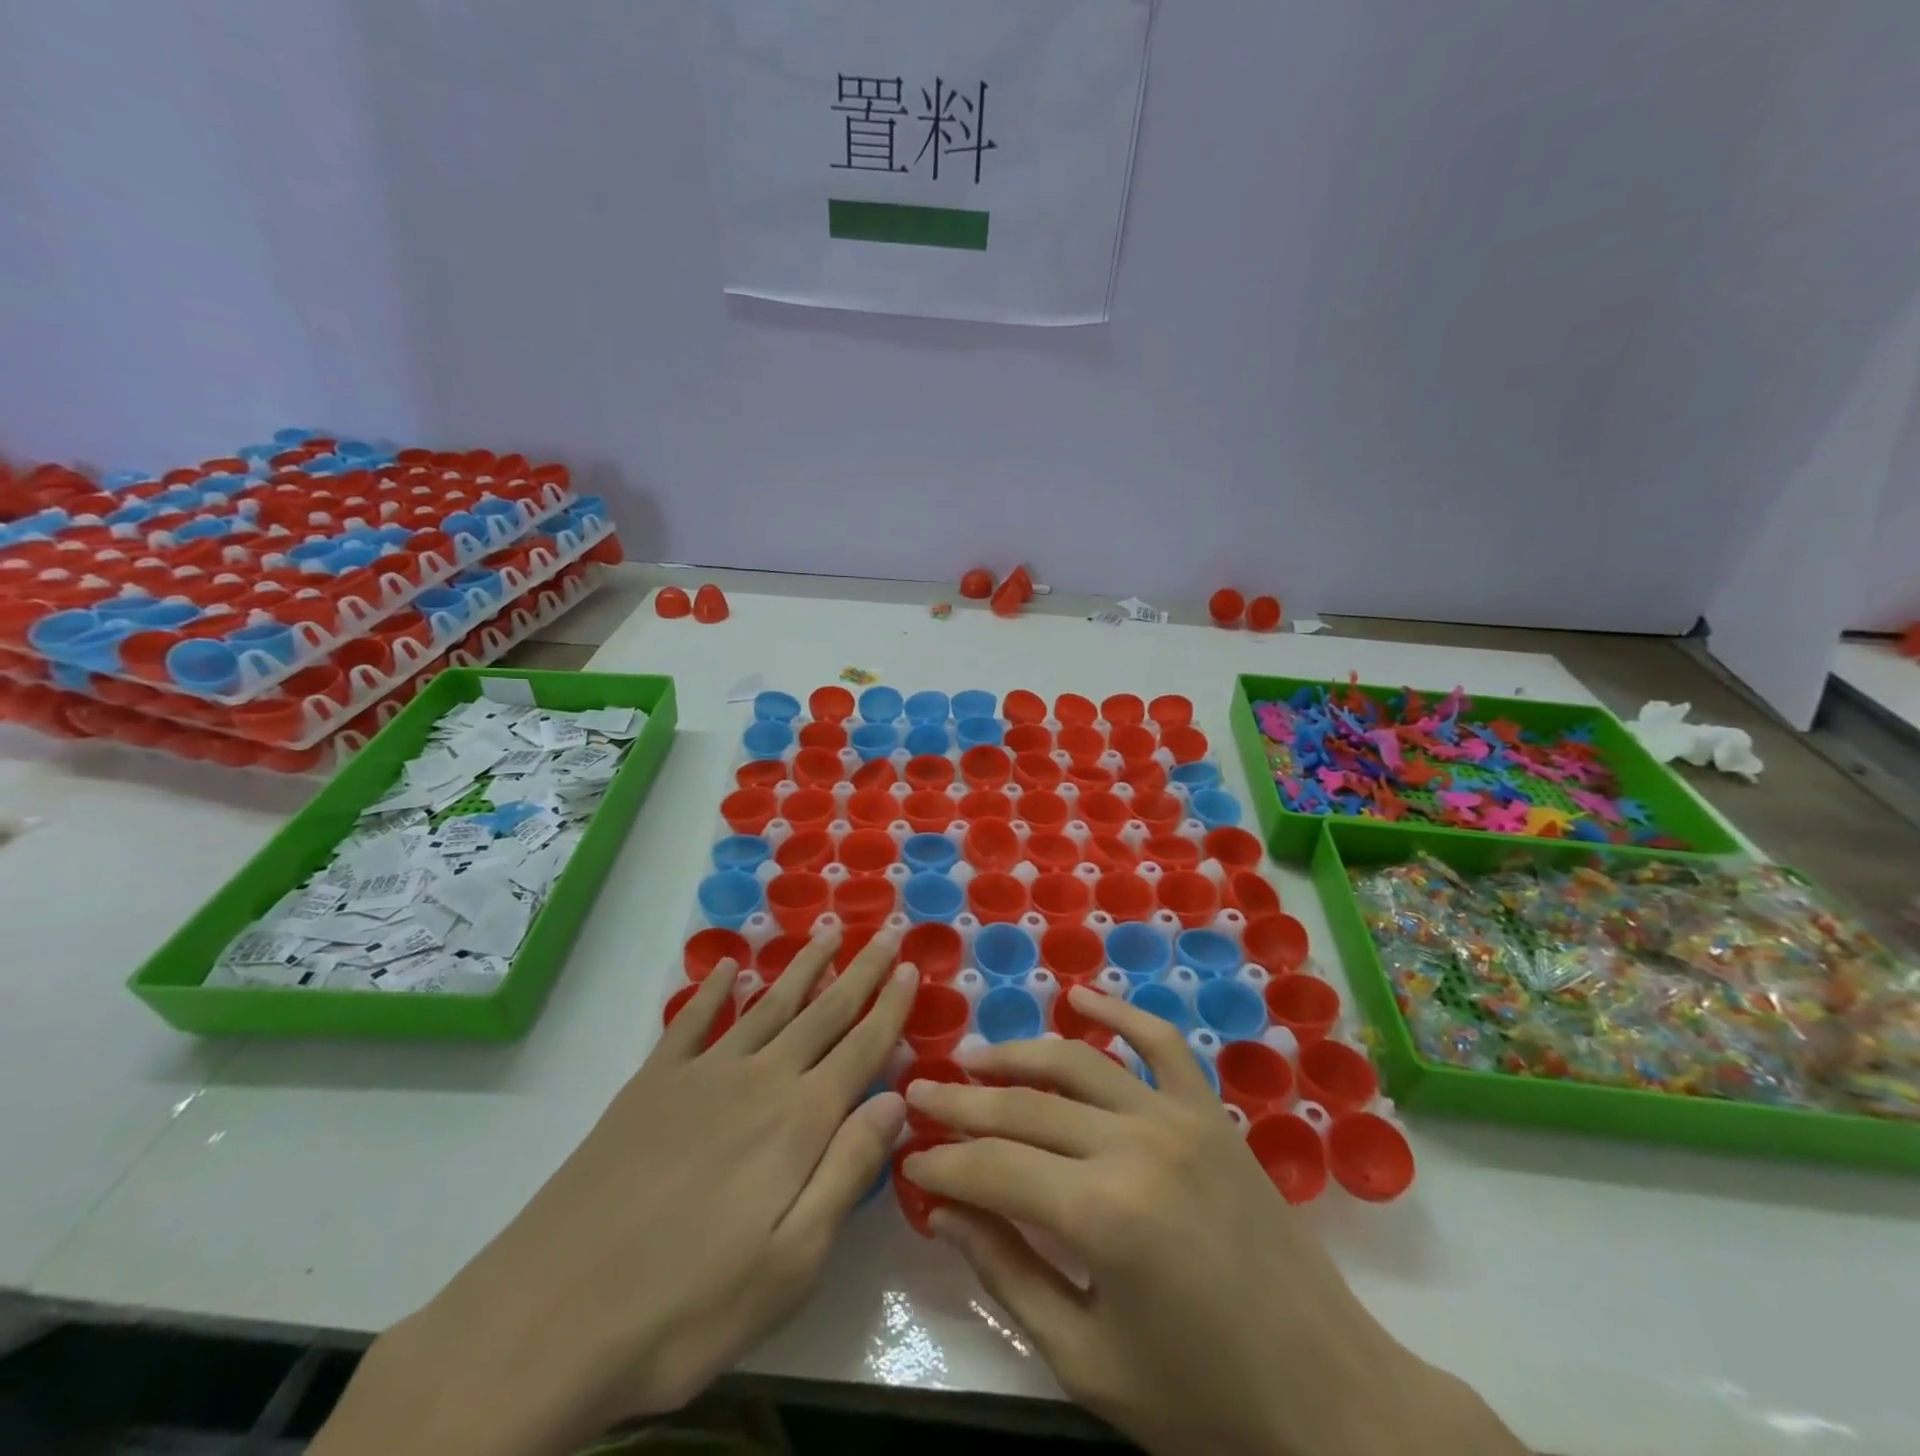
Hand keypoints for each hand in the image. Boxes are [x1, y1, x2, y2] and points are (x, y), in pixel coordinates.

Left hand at [314, 927, 916, 1455]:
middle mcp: (758, 1080)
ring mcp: (700, 1076)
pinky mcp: (649, 1086)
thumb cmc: (686, 1306)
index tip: (913, 967)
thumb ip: (847, 1171)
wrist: (545, 1319)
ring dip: (801, 968)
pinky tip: (728, 967)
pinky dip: (713, 989)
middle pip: (822, 1013)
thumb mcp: (791, 1263)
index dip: (891, 1007)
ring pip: (767, 1005)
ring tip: (826, 933)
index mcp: (798, 1122)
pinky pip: (691, 1021)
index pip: (861, 1049)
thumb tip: (896, 1100)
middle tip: (885, 932)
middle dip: (860, 971)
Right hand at [903, 986, 1523, 1455]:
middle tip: (916, 1093)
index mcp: (1102, 1216)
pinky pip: (1160, 1043)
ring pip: (1078, 1062)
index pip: (994, 1169)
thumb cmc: (1204, 1404)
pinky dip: (1118, 1012)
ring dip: (1017, 1054)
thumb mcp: (1088, 1361)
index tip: (908, 1157)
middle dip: (962, 1104)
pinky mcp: (1211, 1114)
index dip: (943, 1163)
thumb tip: (945, 1211)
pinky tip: (1080, 995)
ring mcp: (1177, 1118)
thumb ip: (1009, 1275)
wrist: (1332, 1400)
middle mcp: (1135, 1145)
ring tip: (972, 1059)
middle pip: (1025, 1107)